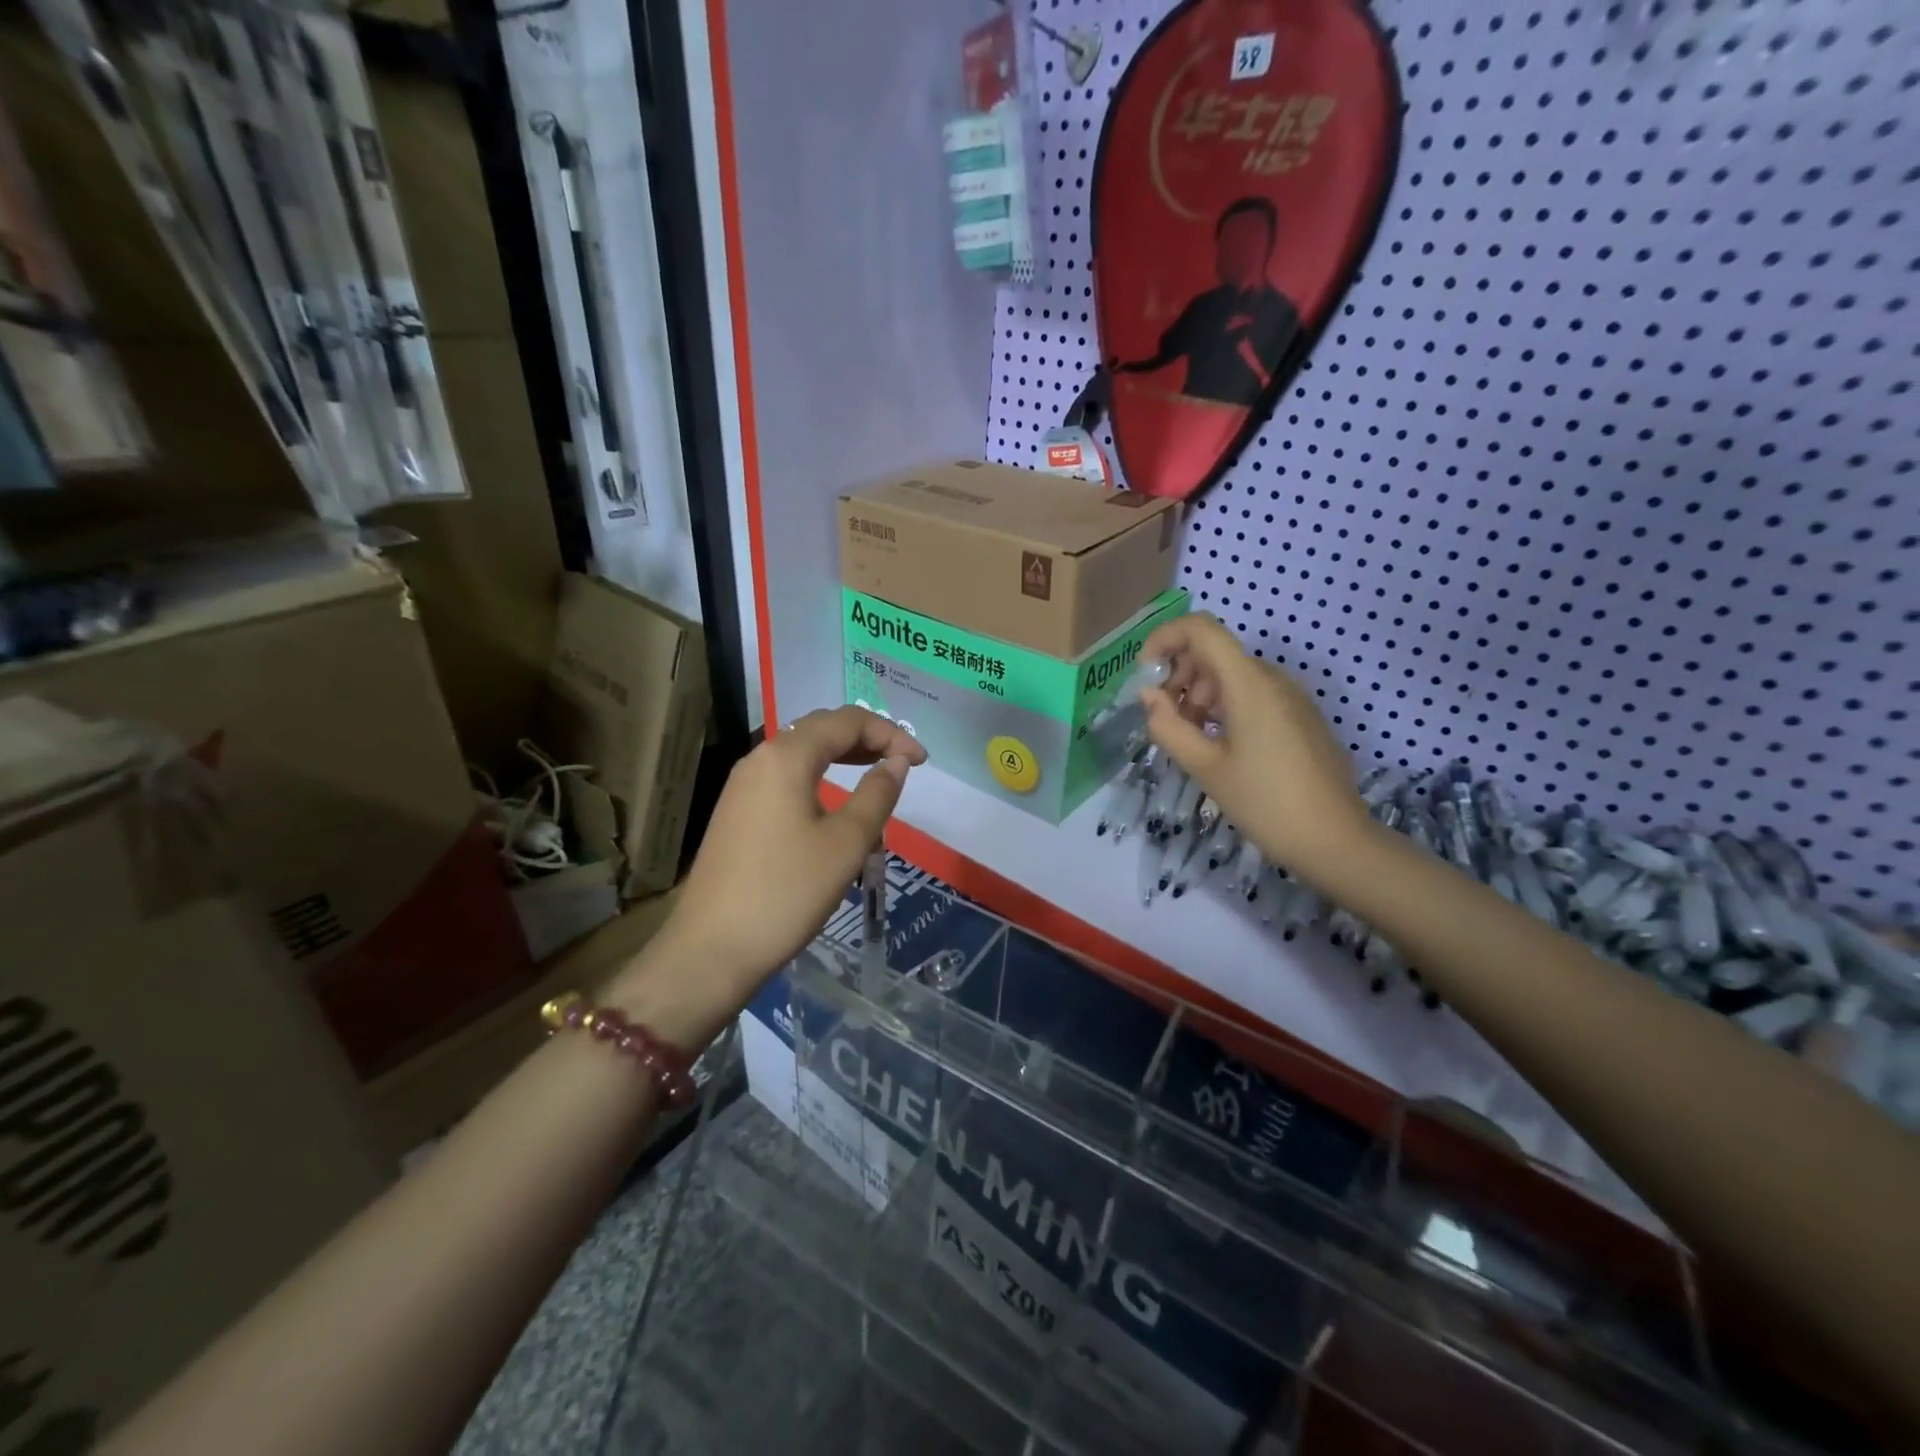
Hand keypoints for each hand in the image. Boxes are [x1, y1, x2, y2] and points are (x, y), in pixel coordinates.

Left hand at [649, 706, 924, 999]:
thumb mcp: (846, 844)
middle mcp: (759, 759)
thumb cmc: (787, 892)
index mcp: (786, 756)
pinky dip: (819, 779)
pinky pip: (785, 778)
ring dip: (843, 758)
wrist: (711, 950)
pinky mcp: (736, 812)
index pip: (847, 721)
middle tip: (903, 763)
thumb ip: (877, 794)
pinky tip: (835, 808)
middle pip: (821, 729)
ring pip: (801, 754)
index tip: (922, 762)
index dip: (891, 733)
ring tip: (876, 778)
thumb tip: (897, 761)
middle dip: (867, 738)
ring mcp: (742, 786)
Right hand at [1138, 614, 1370, 878]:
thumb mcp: (1205, 767)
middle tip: (1166, 718)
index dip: (1164, 639)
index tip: (1145, 675)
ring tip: (1191, 738)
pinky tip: (1220, 746)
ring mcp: (1291, 697)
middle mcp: (1272, 678)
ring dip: (1200, 694)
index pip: (1201, 629)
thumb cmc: (1264, 802)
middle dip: (1179, 675)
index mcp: (1249, 683)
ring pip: (1232, 675)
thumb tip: (1149, 696)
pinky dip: (1225, 707)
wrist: (1335, 840)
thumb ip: (1168, 726)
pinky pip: (1254, 694)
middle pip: (1214, 652)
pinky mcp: (1301, 716)